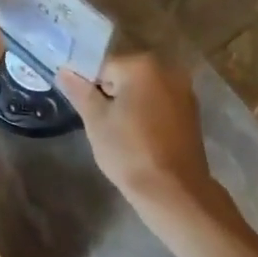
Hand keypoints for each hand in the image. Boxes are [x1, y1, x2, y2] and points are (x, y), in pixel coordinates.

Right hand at [57, 53, 219, 216]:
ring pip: (143, 89)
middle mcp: (168, 69)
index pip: (102, 66)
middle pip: (125, 74)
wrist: (173, 191)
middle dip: (110, 93)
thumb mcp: (96, 121)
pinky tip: (141, 137)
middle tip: (101, 124)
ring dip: (129, 103)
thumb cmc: (129, 152)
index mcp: (142, 65)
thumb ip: (80, 91)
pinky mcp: (192, 111)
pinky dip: (147, 113)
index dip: (89, 88)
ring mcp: (184, 90)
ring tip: (120, 133)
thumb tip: (65, 71)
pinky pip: (159, 103)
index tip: (86, 112)